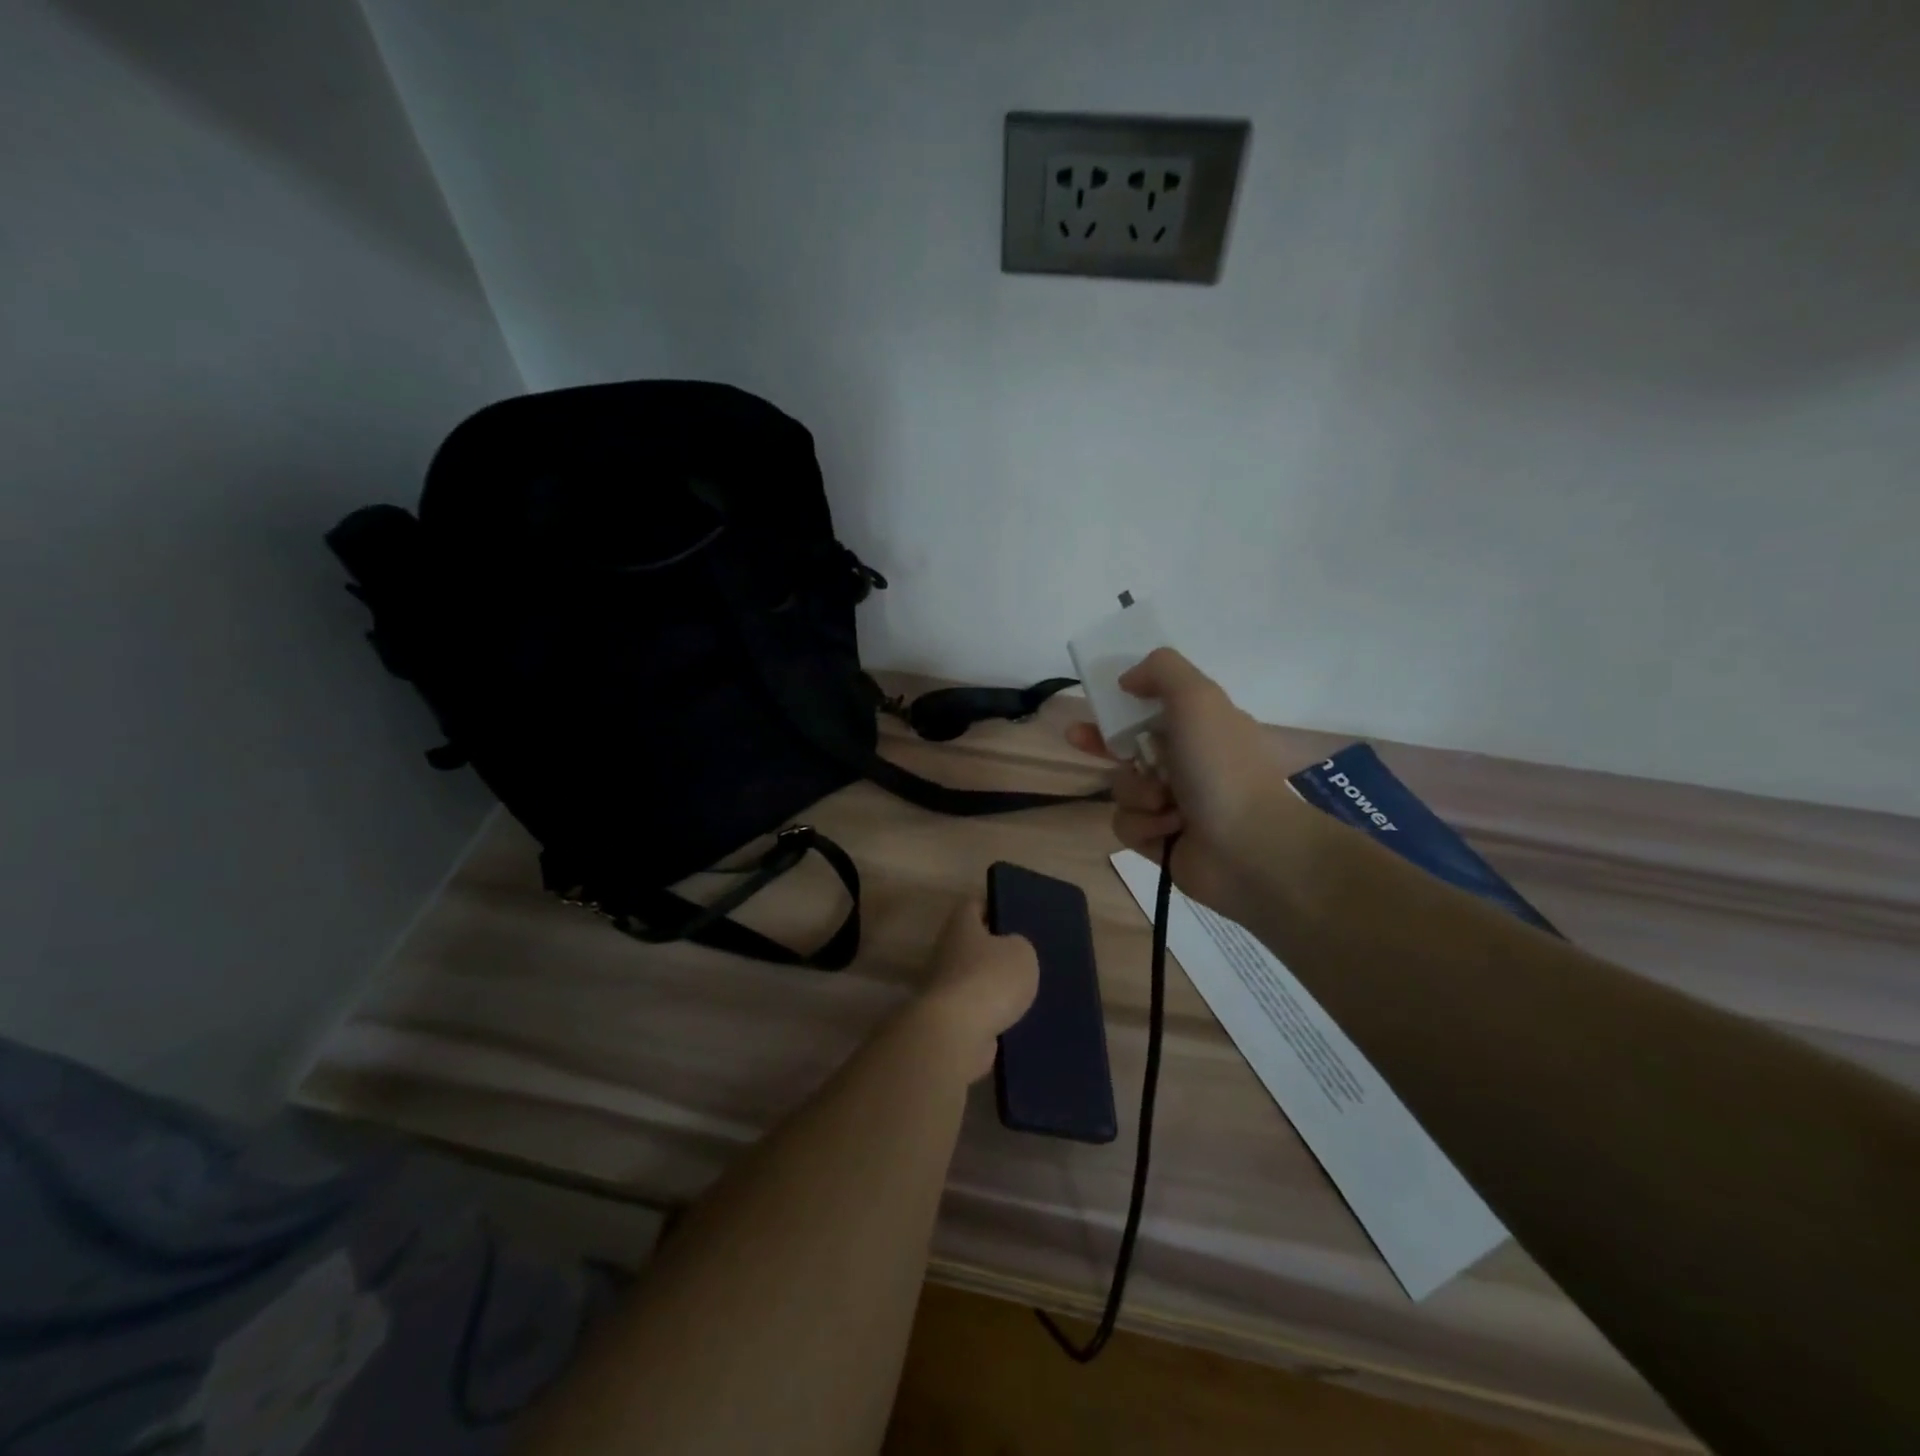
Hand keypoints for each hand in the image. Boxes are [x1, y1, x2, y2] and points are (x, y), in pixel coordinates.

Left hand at [915, 898, 1039, 1080]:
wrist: (957, 1034)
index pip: (973, 905)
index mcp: (961, 926)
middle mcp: (947, 952)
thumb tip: (1010, 951)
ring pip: (976, 981)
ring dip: (996, 987)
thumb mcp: (1021, 952)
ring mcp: (945, 989)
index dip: (994, 907)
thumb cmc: (989, 979)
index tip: (1015, 914)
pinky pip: (977, 1012)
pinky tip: (1019, 1020)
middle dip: (997, 951)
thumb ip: (1019, 945)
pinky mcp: (950, 1021)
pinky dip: (994, 1016)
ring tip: (1028, 991)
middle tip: (1026, 956)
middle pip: (973, 945)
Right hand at [1066, 648, 1295, 918]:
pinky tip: (1170, 830)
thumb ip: (1161, 671)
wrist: (1249, 846)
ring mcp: (1174, 804)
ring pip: (1123, 788)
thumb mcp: (1197, 698)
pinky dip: (1145, 825)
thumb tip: (1128, 680)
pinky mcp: (1161, 840)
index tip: (1096, 704)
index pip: (1152, 709)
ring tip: (1165, 804)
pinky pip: (1127, 825)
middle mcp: (1187, 763)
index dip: (1121, 705)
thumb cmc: (1221, 767)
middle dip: (1101, 743)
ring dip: (1137, 793)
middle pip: (1128, 747)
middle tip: (1075, 739)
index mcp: (1201, 728)